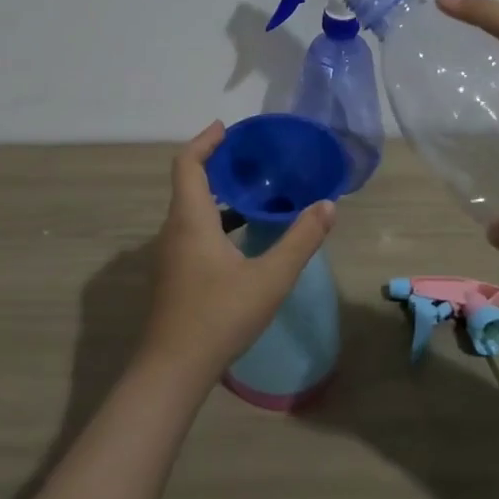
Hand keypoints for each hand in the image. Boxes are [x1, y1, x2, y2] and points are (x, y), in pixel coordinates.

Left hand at [137, 122, 337, 386]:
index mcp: (190, 219)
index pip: (187, 163)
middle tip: (249, 157)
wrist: (172, 370)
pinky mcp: (174, 274)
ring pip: (190, 209)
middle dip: (215, 163)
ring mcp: (170, 254)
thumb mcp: (270, 278)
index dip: (205, 140)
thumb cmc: (219, 316)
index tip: (227, 128)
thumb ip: (300, 240)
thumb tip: (328, 205)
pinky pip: (191, 230)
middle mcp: (174, 229)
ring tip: (251, 192)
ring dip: (216, 194)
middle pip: (188, 182)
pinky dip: (213, 219)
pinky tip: (240, 237)